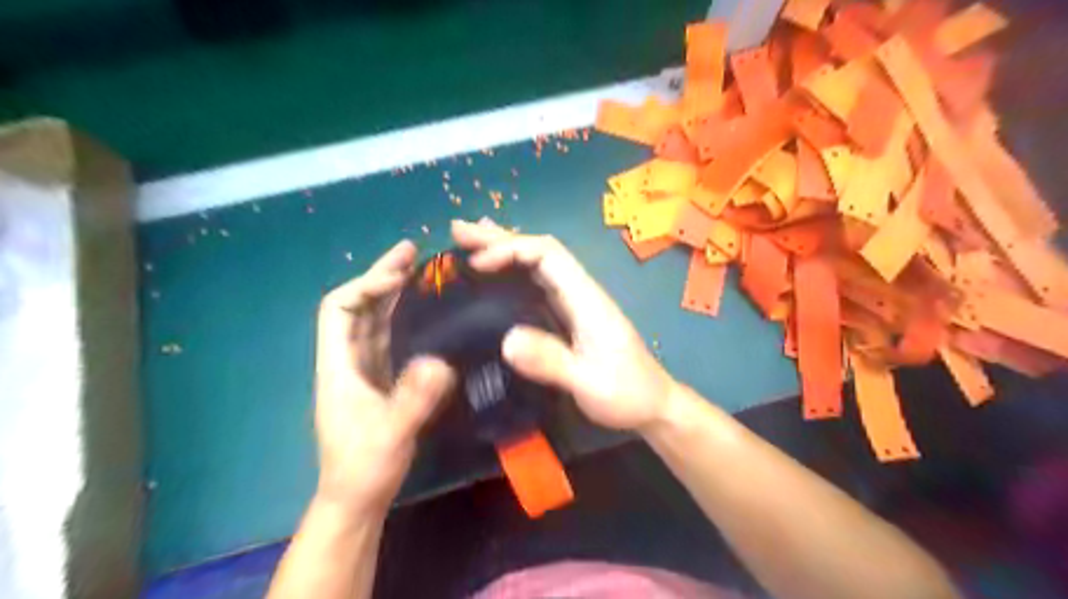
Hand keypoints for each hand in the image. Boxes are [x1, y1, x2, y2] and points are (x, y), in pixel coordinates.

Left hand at [313, 241, 454, 511]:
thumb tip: (440, 361)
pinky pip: (389, 336)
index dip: (366, 286)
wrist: (357, 496)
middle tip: (411, 251)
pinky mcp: (380, 378)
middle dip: (381, 277)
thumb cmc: (365, 465)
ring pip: (373, 319)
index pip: (339, 309)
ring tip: (419, 269)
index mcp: (338, 365)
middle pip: (358, 307)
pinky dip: (403, 315)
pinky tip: (423, 308)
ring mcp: (364, 368)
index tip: (400, 275)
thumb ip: (414, 399)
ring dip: (393, 292)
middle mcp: (347, 359)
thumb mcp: (391, 433)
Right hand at [450, 220, 673, 429]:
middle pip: (539, 251)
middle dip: (499, 238)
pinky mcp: (569, 317)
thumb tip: (505, 340)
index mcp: (586, 298)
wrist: (653, 405)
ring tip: (469, 241)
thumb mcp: (589, 384)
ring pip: (537, 265)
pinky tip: (495, 275)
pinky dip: (512, 272)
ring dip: (503, 250)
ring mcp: (575, 303)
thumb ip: (551, 362)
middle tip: (459, 230)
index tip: (477, 264)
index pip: (548, 255)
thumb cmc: (626, 394)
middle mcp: (579, 292)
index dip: (511, 250)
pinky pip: (537, 284)